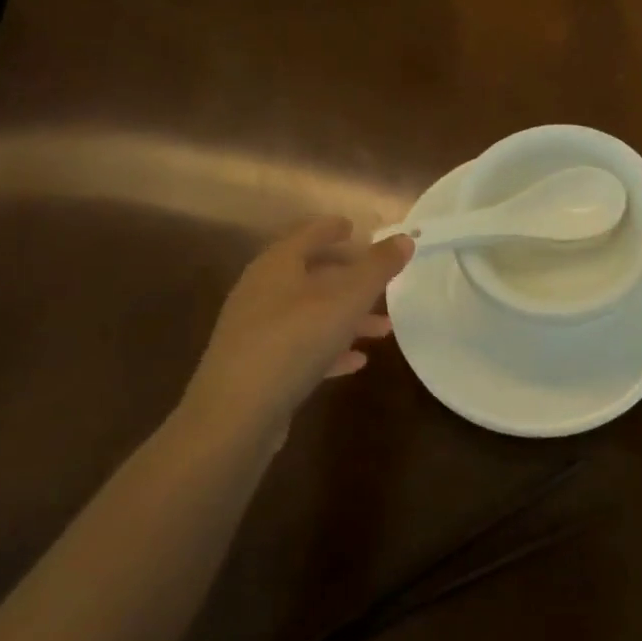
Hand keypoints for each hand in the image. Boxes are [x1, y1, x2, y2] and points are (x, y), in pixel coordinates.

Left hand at [181, 218, 413, 452]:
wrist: (237, 413)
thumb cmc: (294, 341)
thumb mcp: (346, 300)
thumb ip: (378, 268)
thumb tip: (404, 238)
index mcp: (277, 265)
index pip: (308, 234)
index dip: (333, 228)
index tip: (354, 227)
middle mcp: (262, 291)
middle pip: (310, 274)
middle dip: (348, 277)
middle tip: (379, 280)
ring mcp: (257, 330)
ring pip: (310, 313)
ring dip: (347, 317)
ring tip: (384, 330)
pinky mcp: (259, 366)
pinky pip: (302, 348)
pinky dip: (330, 349)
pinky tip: (355, 362)